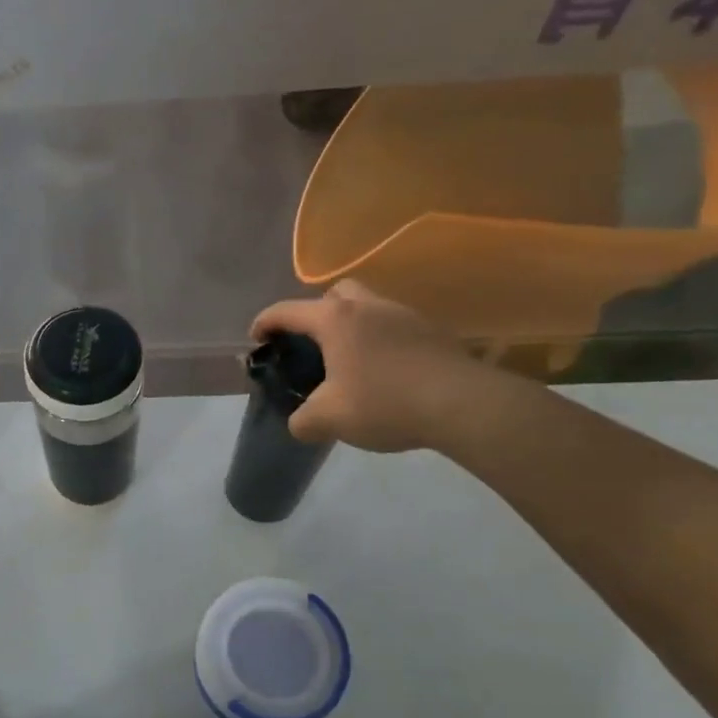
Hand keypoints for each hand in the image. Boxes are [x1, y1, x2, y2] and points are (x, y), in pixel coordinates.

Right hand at [250, 282, 492, 452]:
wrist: (461, 404)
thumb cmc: (384, 403)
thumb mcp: (328, 419)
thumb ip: (303, 420)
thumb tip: (300, 422)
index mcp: (335, 319)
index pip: (287, 311)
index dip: (265, 323)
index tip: (256, 340)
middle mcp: (368, 306)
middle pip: (334, 295)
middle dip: (316, 313)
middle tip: (312, 344)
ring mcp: (403, 315)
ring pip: (368, 308)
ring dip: (352, 327)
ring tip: (348, 362)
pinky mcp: (431, 331)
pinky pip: (393, 327)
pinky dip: (380, 342)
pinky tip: (383, 373)